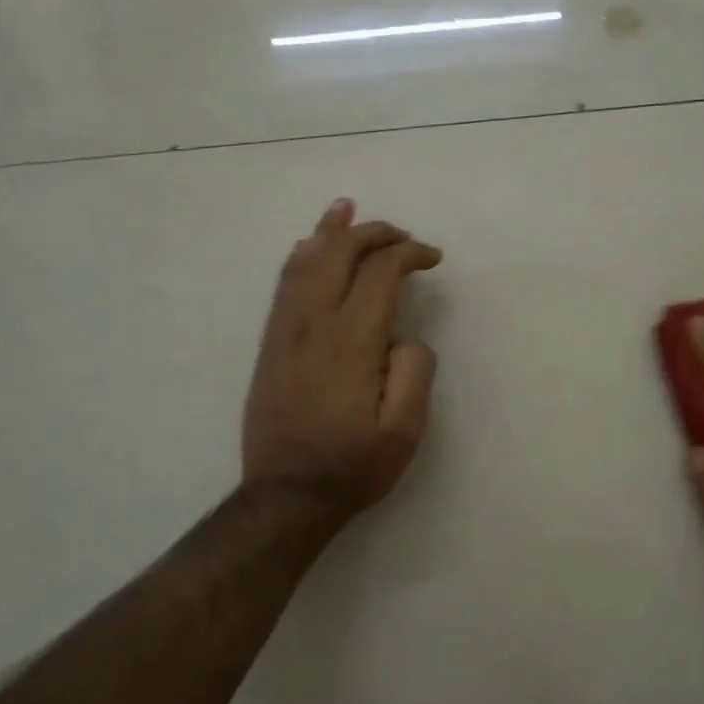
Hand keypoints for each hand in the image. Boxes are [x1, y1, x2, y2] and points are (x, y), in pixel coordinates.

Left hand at [242, 199, 441, 522]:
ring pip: (305, 261)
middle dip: (373, 233)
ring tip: (345, 208)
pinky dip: (301, 256)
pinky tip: (308, 246)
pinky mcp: (271, 343)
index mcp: (352, 340)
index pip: (380, 272)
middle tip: (401, 234)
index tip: (432, 258)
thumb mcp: (405, 430)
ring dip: (330, 231)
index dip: (409, 254)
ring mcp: (286, 330)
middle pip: (340, 254)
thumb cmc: (353, 465)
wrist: (286, 495)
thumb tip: (404, 335)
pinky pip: (284, 284)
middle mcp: (314, 323)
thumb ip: (415, 371)